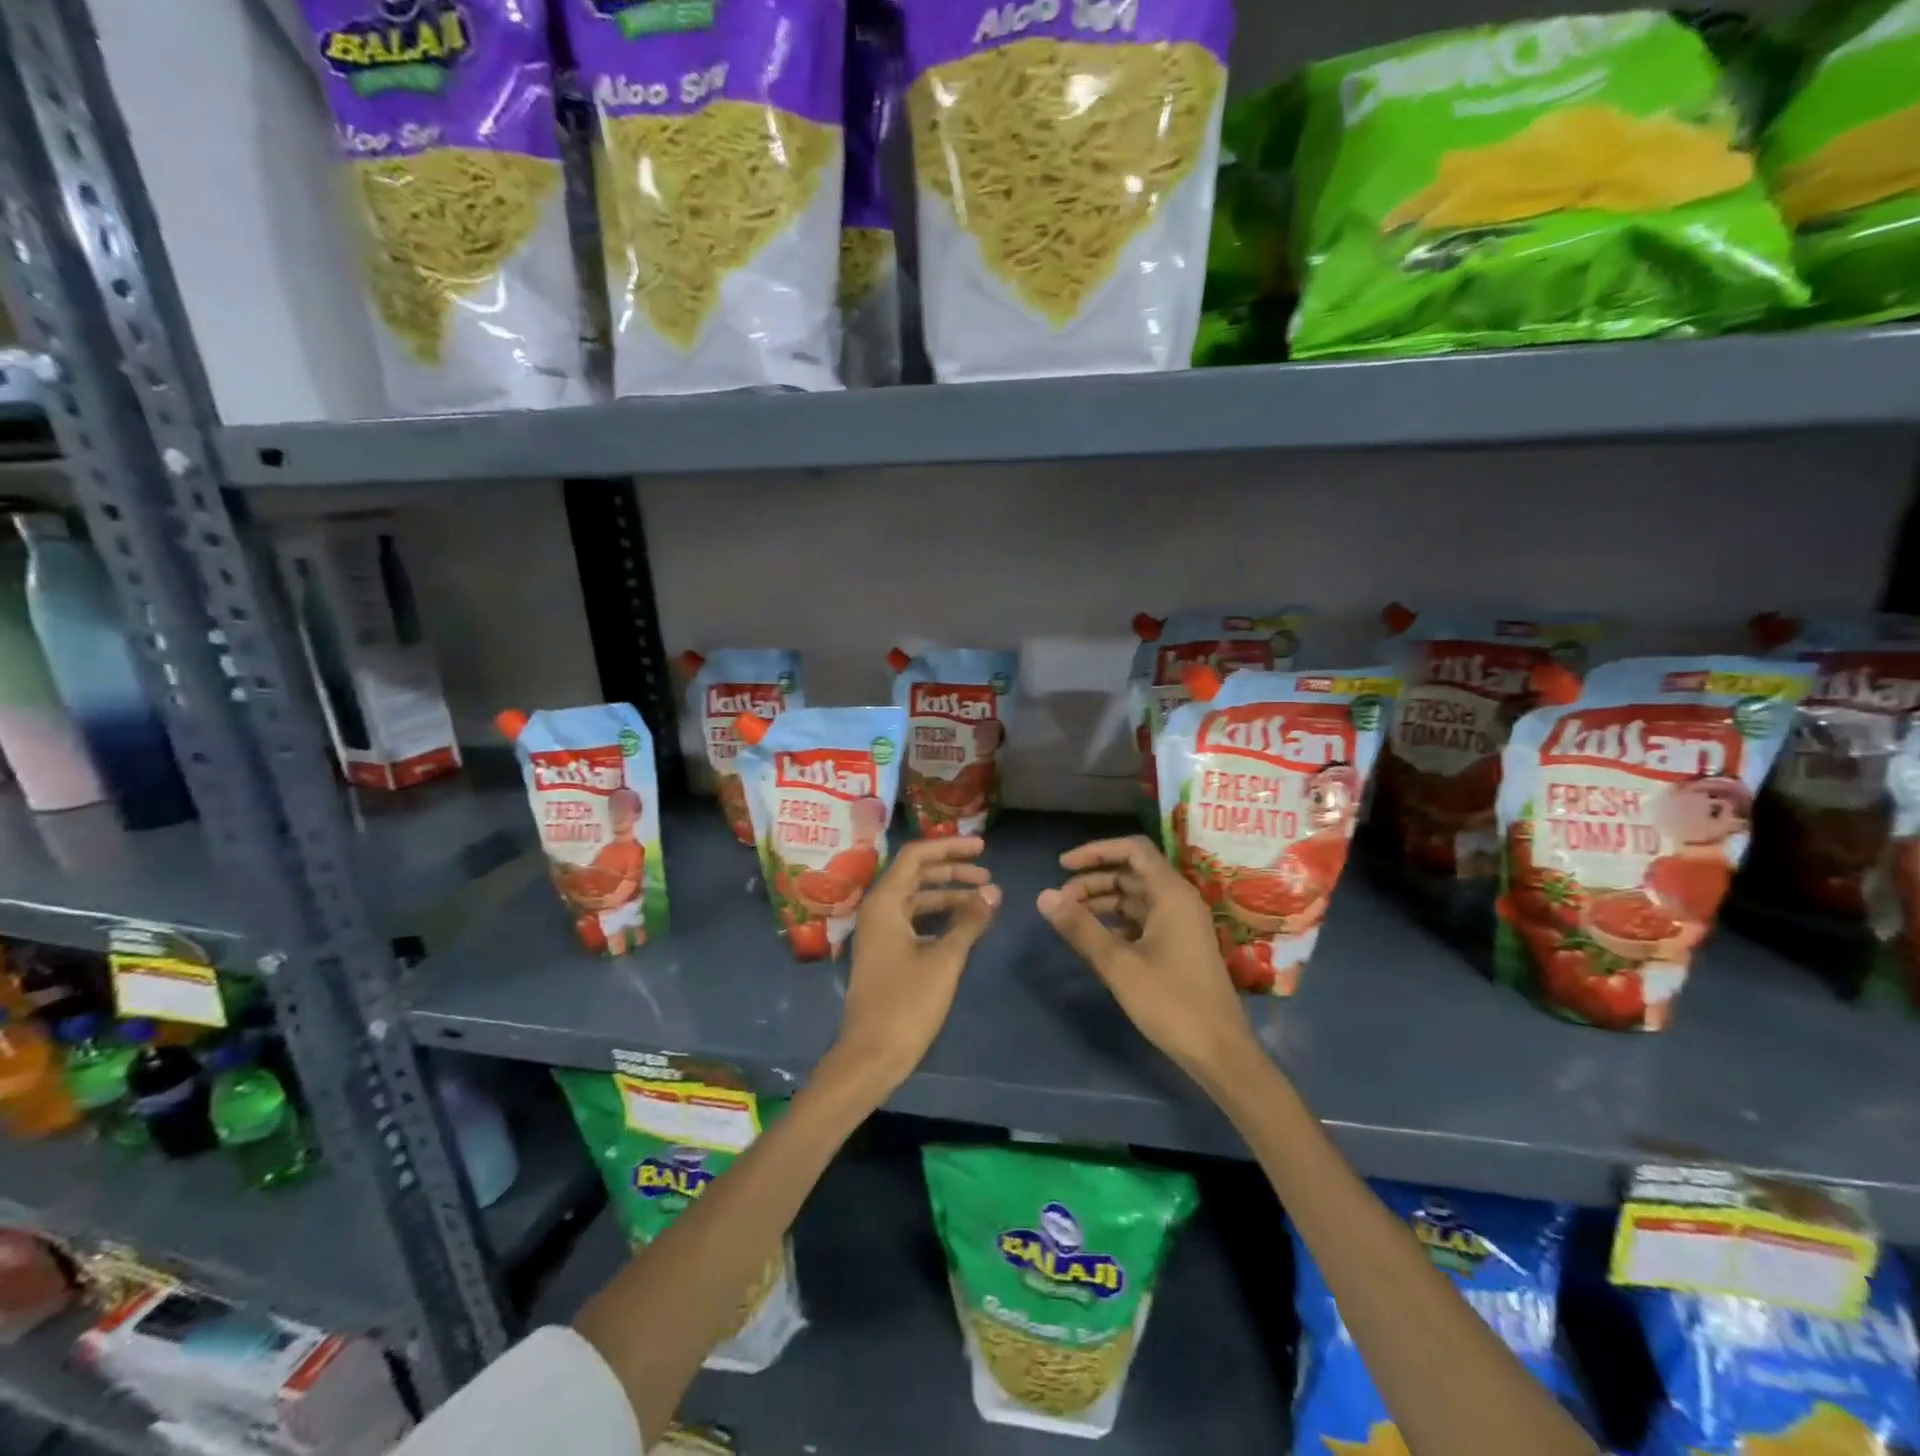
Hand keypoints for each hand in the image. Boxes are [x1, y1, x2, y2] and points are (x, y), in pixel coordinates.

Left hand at [823, 837, 1000, 1096]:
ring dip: (948, 895)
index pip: (916, 856)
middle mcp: (878, 910)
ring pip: (916, 899)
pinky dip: (939, 917)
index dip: (949, 847)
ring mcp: (879, 932)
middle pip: (916, 875)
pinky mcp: (885, 953)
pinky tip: (964, 925)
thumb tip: (994, 891)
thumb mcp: (945, 959)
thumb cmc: (906, 1003)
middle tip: (988, 875)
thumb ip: (969, 921)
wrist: (871, 1055)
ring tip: (984, 900)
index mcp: (885, 902)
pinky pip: (914, 920)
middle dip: (952, 871)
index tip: (982, 848)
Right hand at [1037, 835, 1256, 1078]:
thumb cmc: (1171, 1002)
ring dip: (1103, 901)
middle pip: (1131, 872)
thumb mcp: (1118, 964)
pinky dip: (1117, 921)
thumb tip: (1043, 895)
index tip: (1062, 866)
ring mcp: (1181, 923)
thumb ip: (1080, 927)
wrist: (1219, 1052)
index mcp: (1171, 893)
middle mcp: (1179, 900)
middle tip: (1060, 902)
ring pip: (1136, 897)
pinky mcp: (1179, 945)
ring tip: (1071, 920)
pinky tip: (1096, 940)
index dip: (1096, 851)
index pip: (1133, 849)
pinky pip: (1143, 919)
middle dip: (1093, 880)